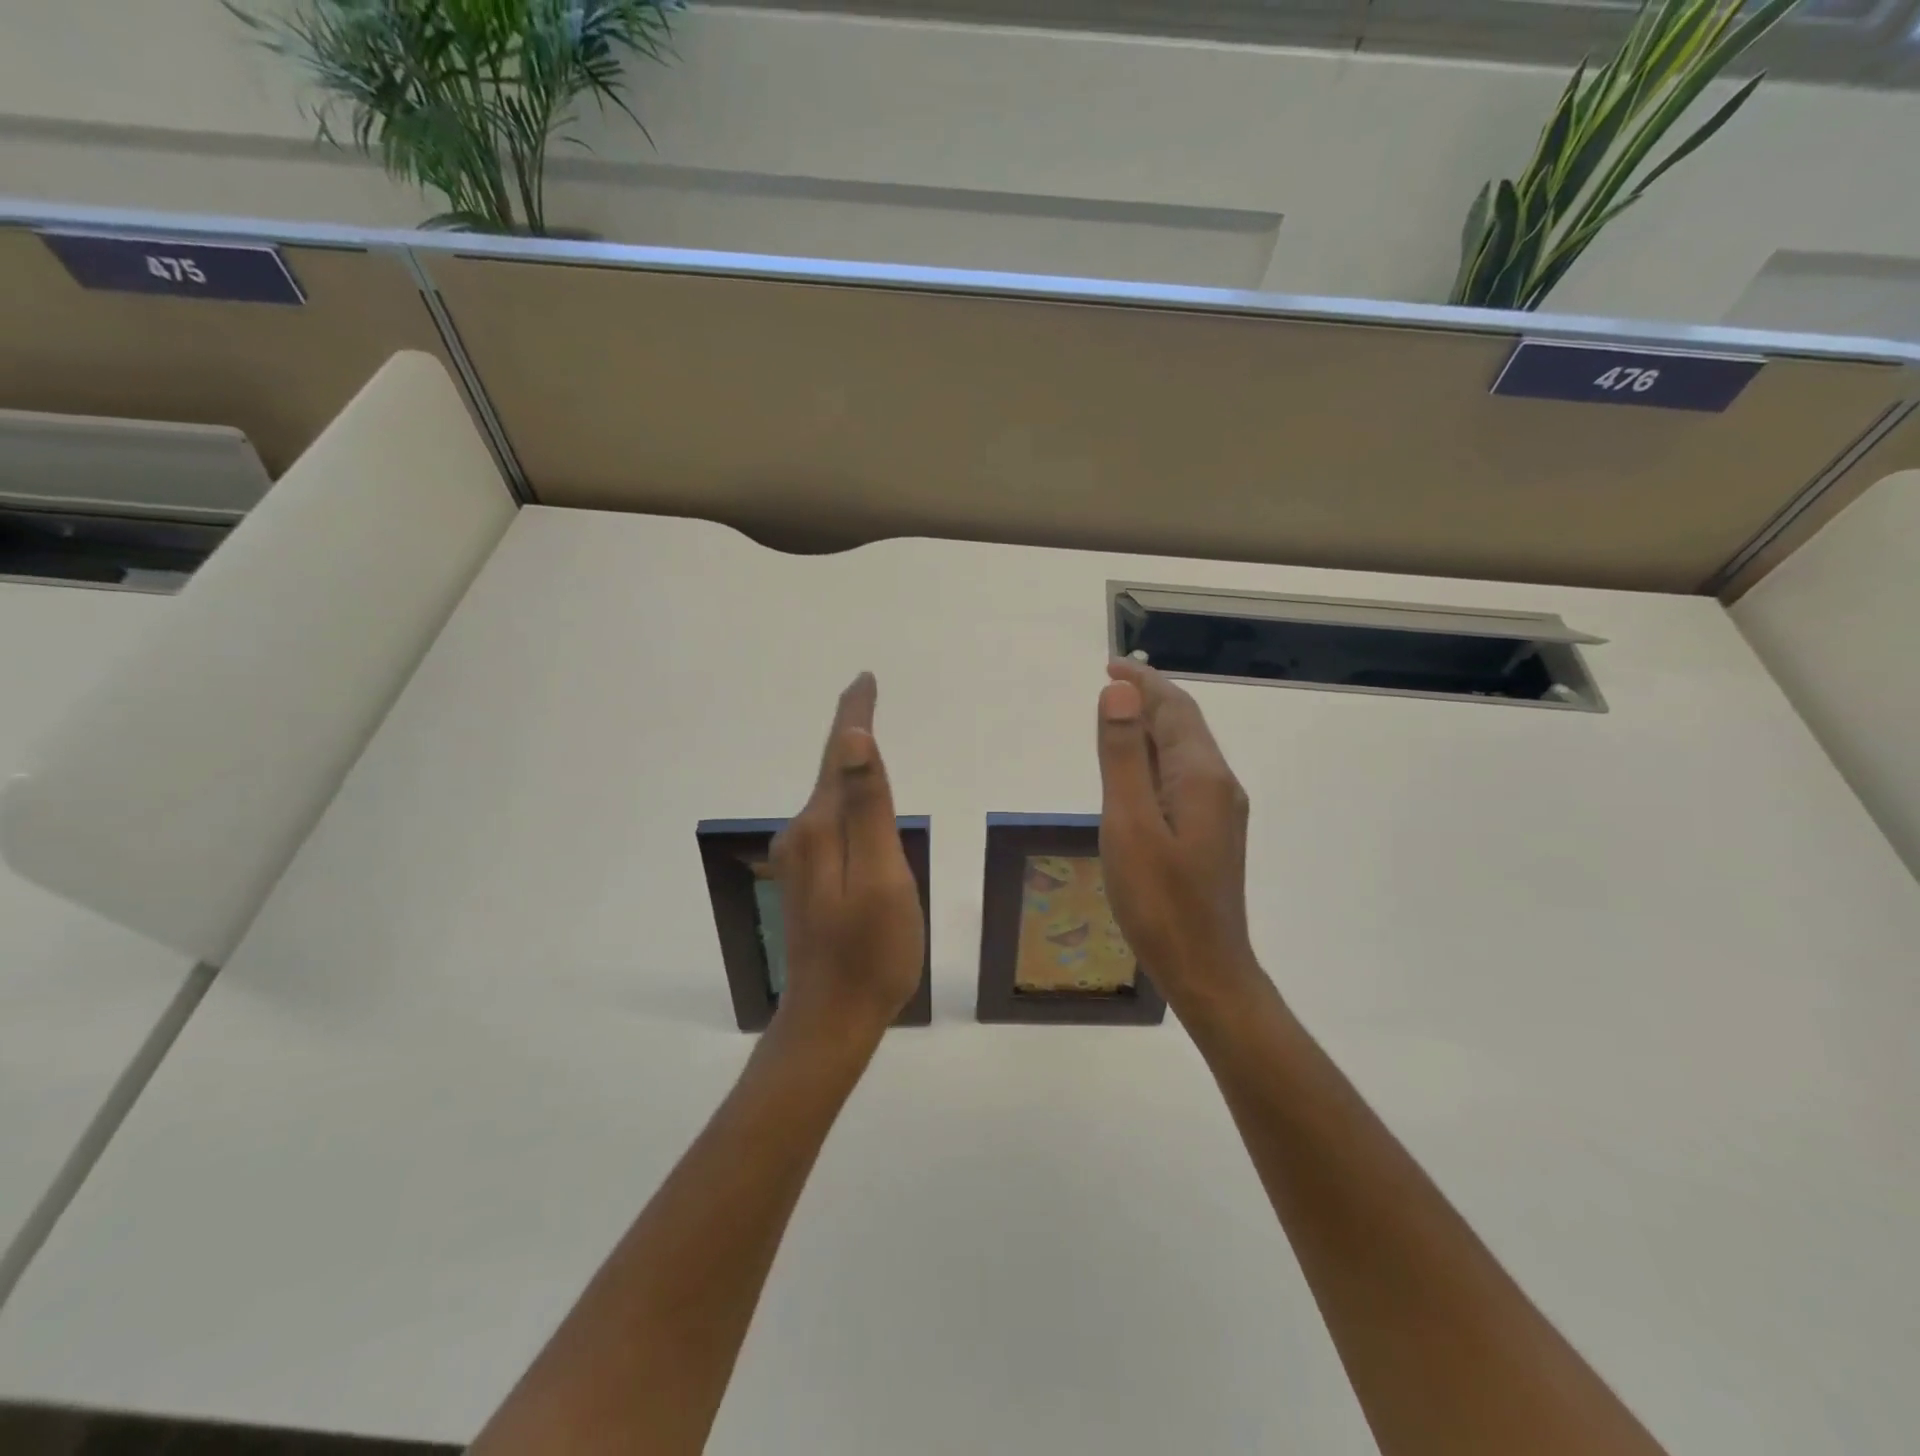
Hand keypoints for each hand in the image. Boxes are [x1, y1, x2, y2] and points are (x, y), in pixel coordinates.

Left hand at [769, 673, 924, 1040]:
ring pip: (831, 799)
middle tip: (866, 694)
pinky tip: (859, 805)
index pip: (840, 755)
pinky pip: (832, 823)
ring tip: (865, 735)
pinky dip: (847, 799)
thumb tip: (853, 741)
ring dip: (848, 766)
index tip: (864, 680)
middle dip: (850, 733)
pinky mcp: (807, 879)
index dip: (854, 715)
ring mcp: (801, 859)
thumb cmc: (872, 951)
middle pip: (832, 770)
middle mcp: (802, 834)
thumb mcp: (883, 877)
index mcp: (822, 827)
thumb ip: (867, 808)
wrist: (832, 1018)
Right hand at [1095, 659, 1261, 1010]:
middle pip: (1183, 725)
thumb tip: (1118, 693)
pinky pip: (1182, 778)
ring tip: (1115, 719)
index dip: (1142, 683)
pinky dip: (1155, 760)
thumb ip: (1123, 756)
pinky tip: (1134, 774)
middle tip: (1108, 686)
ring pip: (1183, 752)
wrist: (1206, 968)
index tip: (1110, 665)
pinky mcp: (1211, 833)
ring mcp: (1219, 811)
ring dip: (1151, 728)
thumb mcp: (1130, 824)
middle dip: (1148, 700)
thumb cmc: (1161, 901)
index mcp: (1201, 775)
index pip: (1173, 708)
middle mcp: (1218, 784)